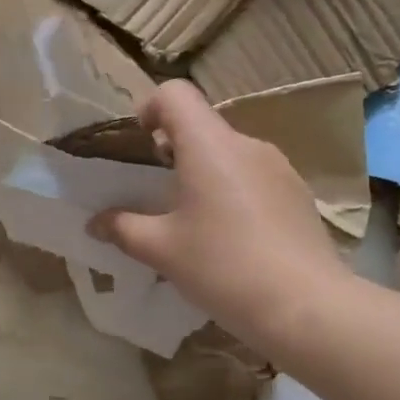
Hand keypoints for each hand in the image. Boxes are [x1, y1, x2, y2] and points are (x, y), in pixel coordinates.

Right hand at [89, 81, 350, 351]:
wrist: (304, 305)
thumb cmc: (222, 267)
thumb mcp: (162, 251)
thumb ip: (123, 229)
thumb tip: (95, 222)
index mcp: (209, 145)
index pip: (175, 94)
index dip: (150, 109)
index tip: (140, 145)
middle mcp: (246, 144)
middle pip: (202, 126)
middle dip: (174, 152)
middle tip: (158, 195)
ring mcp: (279, 167)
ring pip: (230, 155)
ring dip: (205, 174)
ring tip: (196, 223)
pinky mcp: (298, 193)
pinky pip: (255, 178)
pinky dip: (234, 193)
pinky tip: (233, 239)